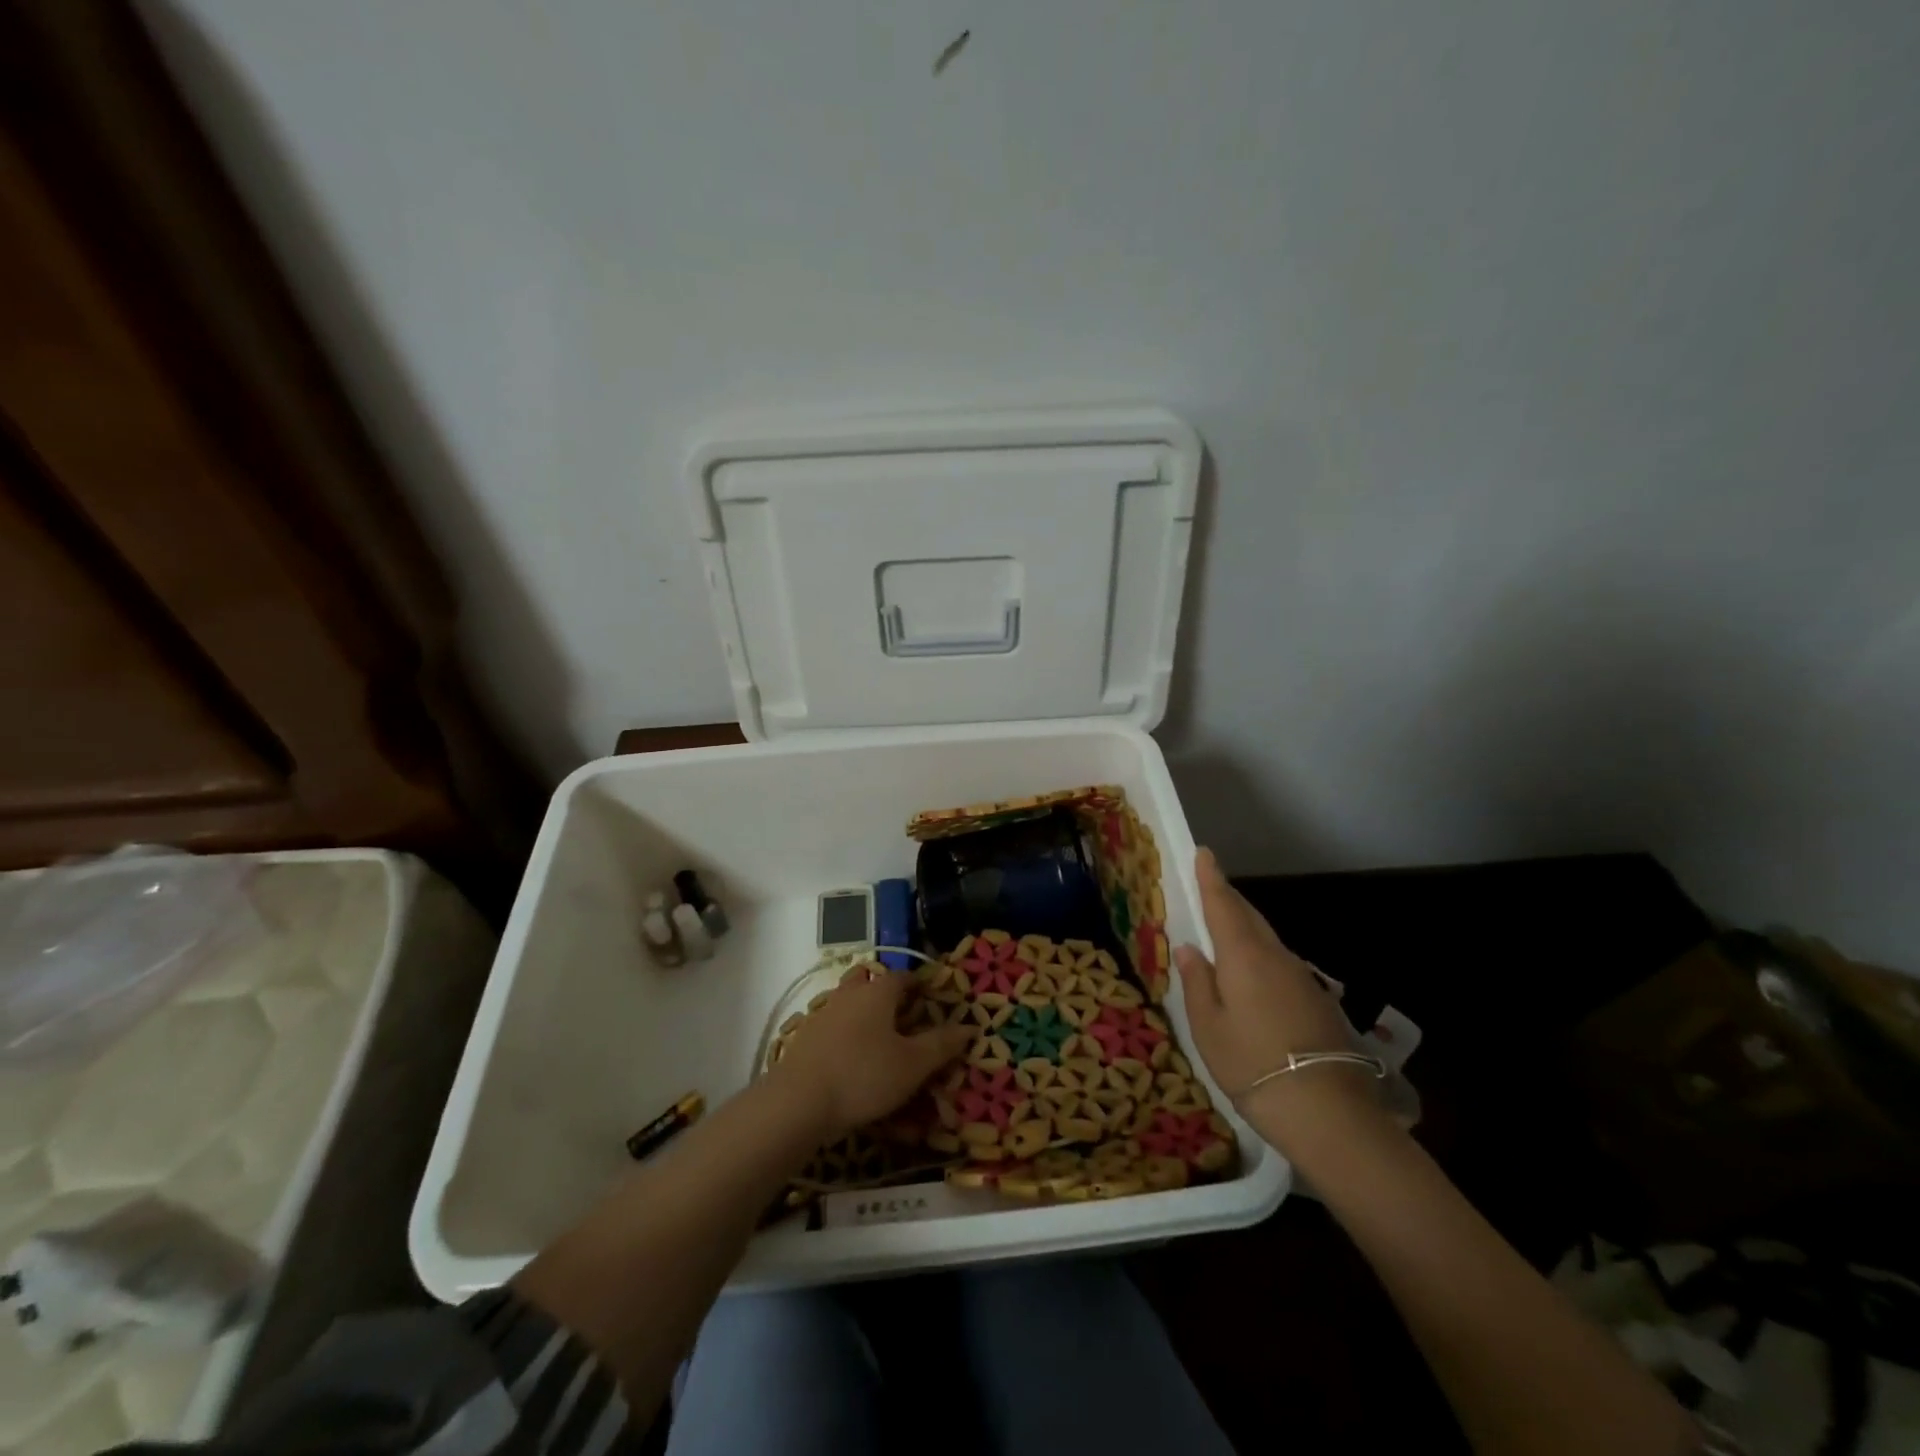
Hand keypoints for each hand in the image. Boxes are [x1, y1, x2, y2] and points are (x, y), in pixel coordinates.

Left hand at [772, 967, 970, 1142]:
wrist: (798, 1101)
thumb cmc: (864, 1075)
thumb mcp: (912, 1064)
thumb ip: (941, 1044)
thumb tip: (970, 1026)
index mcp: (878, 992)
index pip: (903, 976)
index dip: (920, 985)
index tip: (933, 999)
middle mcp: (849, 994)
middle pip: (868, 979)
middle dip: (885, 990)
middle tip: (902, 1013)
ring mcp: (822, 1014)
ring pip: (846, 1001)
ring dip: (862, 1011)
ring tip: (878, 1038)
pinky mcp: (804, 1038)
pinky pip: (831, 1026)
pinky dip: (843, 1034)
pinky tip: (849, 1058)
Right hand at [1174, 849, 1381, 1140]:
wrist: (1329, 1113)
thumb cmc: (1252, 1065)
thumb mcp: (1208, 1028)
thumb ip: (1198, 983)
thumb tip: (1189, 948)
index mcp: (1244, 955)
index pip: (1223, 904)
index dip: (1211, 877)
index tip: (1204, 852)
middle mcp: (1275, 957)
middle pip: (1249, 917)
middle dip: (1228, 899)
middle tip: (1209, 887)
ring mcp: (1301, 978)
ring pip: (1267, 940)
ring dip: (1245, 927)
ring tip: (1224, 930)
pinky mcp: (1317, 1001)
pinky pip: (1280, 963)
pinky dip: (1260, 955)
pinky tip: (1252, 976)